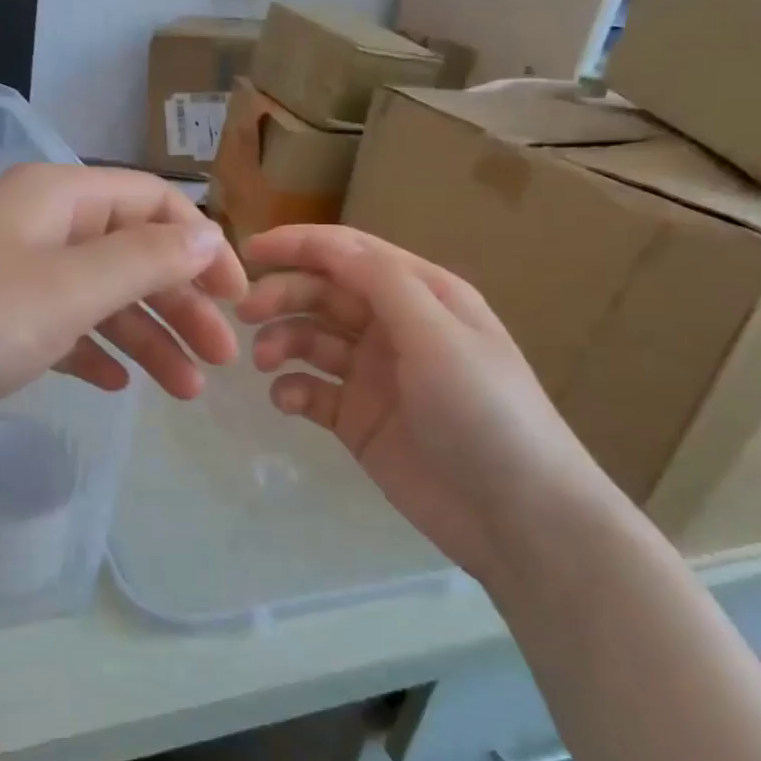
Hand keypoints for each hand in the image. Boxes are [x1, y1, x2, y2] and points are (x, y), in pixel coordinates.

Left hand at [0, 164, 247, 438]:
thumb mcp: (66, 290)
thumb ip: (144, 260)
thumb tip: (207, 235)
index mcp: (60, 198)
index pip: (155, 204)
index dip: (204, 247)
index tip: (239, 301)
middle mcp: (38, 226)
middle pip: (131, 254)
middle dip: (181, 304)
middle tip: (220, 363)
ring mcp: (9, 274)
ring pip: (98, 298)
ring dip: (146, 337)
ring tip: (184, 392)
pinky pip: (59, 328)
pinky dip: (95, 351)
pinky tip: (118, 385)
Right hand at [236, 225, 623, 580]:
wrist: (516, 514)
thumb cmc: (483, 411)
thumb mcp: (438, 335)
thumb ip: (382, 283)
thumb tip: (328, 245)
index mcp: (421, 296)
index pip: (350, 254)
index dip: (299, 245)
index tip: (248, 251)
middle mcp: (394, 328)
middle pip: (324, 294)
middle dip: (283, 295)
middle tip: (244, 313)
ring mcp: (373, 375)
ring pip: (311, 340)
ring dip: (282, 340)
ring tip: (264, 362)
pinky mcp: (357, 419)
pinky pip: (311, 391)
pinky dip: (291, 389)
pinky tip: (286, 402)